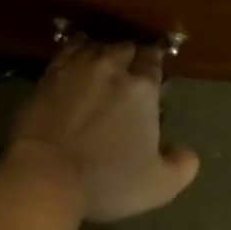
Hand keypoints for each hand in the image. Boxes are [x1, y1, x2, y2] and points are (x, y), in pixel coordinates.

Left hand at [8, 40, 200, 222]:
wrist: (44, 176)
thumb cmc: (107, 179)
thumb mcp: (159, 185)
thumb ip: (182, 166)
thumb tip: (185, 151)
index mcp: (142, 88)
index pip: (153, 59)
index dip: (155, 60)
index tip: (154, 68)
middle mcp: (111, 69)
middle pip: (125, 47)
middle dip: (130, 54)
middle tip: (130, 68)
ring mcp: (75, 69)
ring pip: (94, 45)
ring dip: (102, 50)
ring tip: (103, 61)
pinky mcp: (46, 78)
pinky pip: (65, 52)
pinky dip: (74, 51)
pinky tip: (75, 58)